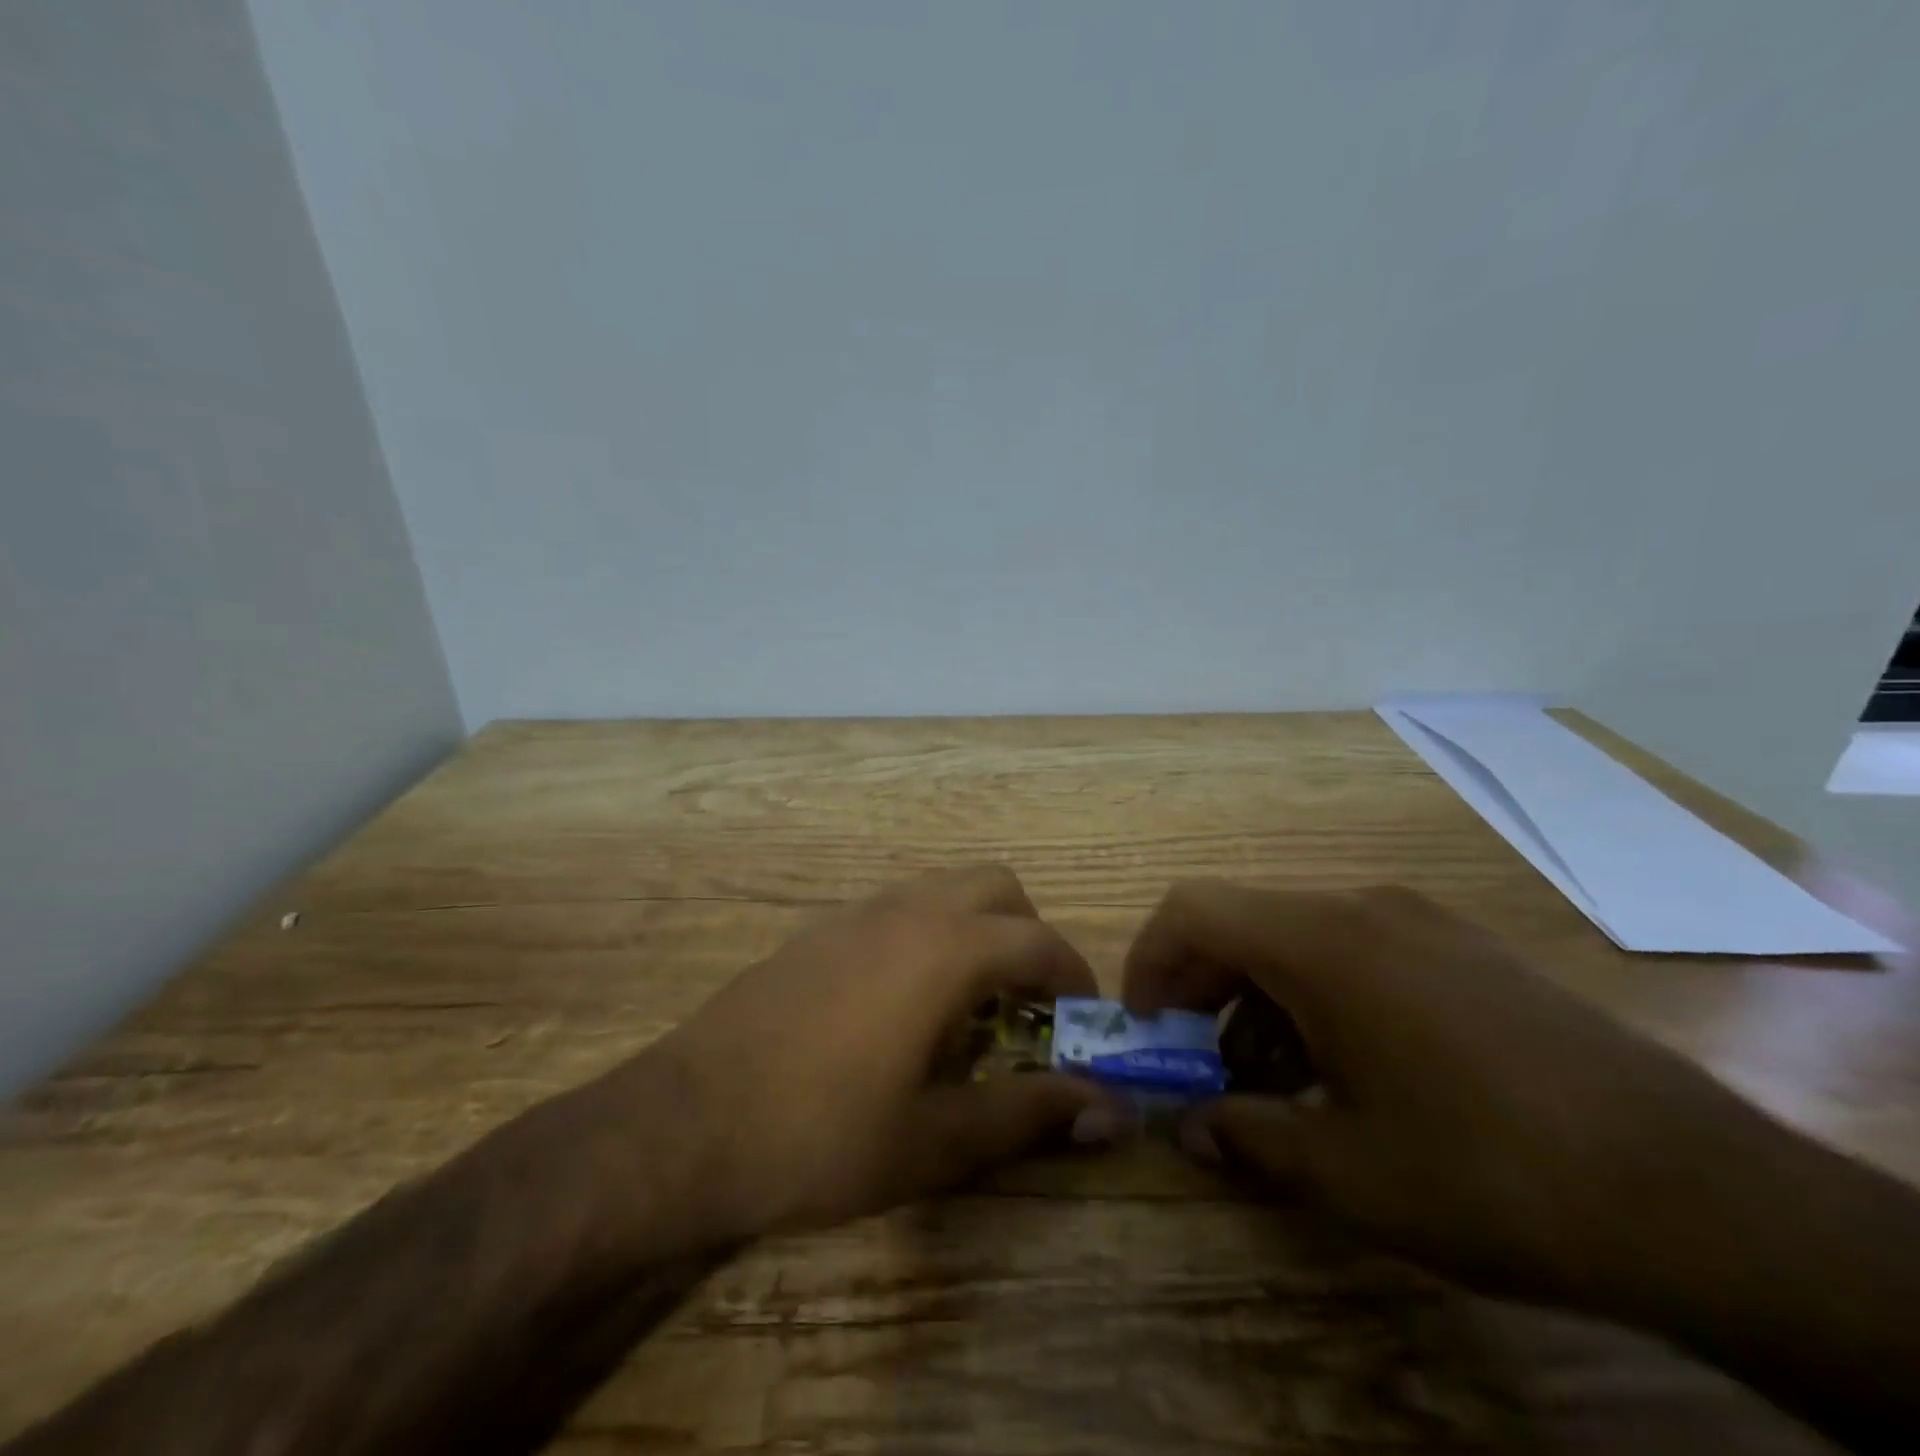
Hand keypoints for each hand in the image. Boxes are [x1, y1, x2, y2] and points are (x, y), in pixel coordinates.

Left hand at [658, 866, 1119, 1238]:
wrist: (684, 1125)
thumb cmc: (820, 1138)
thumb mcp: (934, 1141)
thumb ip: (1027, 1113)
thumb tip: (1109, 1111)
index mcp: (943, 950)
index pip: (1039, 942)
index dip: (1076, 976)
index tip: (1087, 1020)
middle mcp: (905, 911)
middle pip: (996, 888)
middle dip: (1028, 934)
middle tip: (1029, 1004)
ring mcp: (854, 914)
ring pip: (943, 889)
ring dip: (977, 929)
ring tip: (972, 1006)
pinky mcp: (817, 931)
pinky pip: (898, 908)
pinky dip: (929, 933)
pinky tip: (905, 1005)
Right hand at [1125, 881, 1769, 1305]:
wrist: (1703, 1197)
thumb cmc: (1489, 1173)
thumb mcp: (1347, 1172)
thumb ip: (1248, 1137)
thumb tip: (1189, 1127)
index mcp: (1321, 943)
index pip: (1193, 909)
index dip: (1150, 960)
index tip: (1147, 1026)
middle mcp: (1364, 909)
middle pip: (1244, 920)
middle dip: (1204, 987)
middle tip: (1202, 1062)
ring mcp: (1423, 923)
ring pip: (1301, 936)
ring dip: (1263, 996)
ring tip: (1281, 1080)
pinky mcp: (1467, 949)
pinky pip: (1359, 949)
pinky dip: (1321, 993)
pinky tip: (1356, 1068)